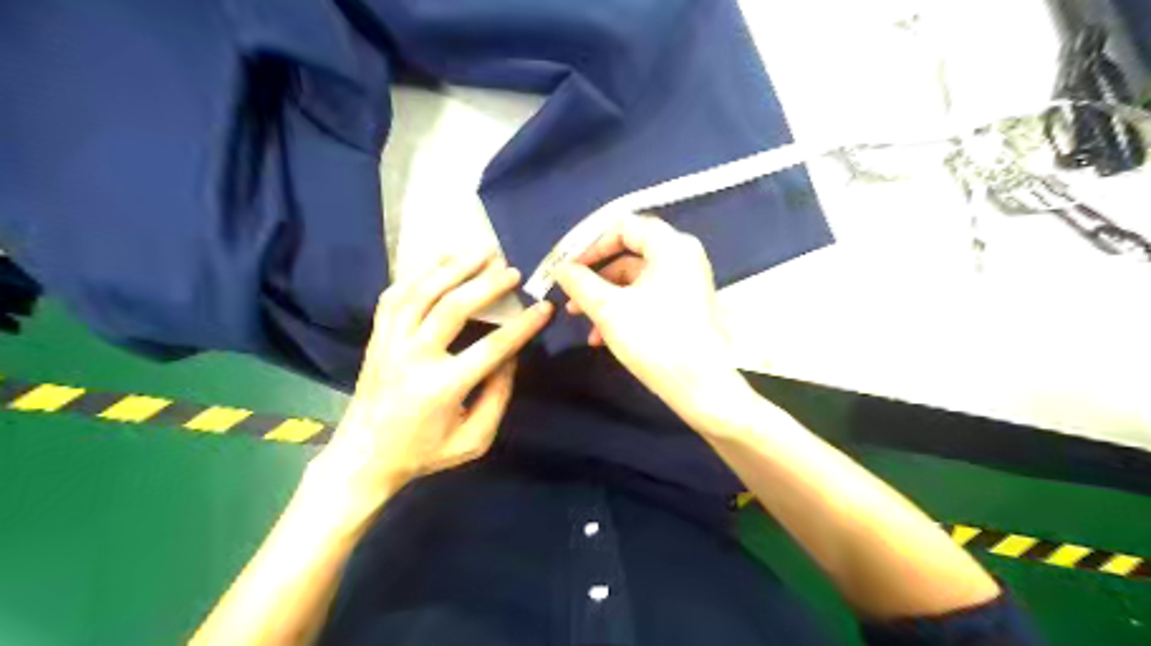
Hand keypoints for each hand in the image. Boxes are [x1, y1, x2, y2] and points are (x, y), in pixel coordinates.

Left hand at [314, 253, 549, 503]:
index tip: (545, 308)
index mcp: (442, 388)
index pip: (492, 347)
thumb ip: (498, 397)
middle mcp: (413, 358)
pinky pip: (395, 295)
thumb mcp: (474, 440)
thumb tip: (511, 356)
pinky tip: (439, 260)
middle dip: (487, 284)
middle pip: (452, 307)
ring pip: (420, 292)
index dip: (524, 326)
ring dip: (453, 267)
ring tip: (480, 251)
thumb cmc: (424, 452)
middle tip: (512, 270)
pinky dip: (417, 273)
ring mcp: (390, 343)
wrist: (363, 457)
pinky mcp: (376, 337)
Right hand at [558, 217, 755, 428]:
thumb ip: (580, 283)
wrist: (702, 387)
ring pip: (634, 281)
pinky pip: (646, 298)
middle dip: (594, 277)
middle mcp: (681, 258)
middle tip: (569, 294)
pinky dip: (623, 311)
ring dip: (604, 299)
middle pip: (628, 254)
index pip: (624, 226)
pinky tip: (602, 337)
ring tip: (582, 323)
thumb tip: (561, 268)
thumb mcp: (609, 309)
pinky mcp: (684, 307)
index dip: (590, 243)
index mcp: (671, 247)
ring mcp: (685, 284)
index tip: (568, 265)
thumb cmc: (656, 339)